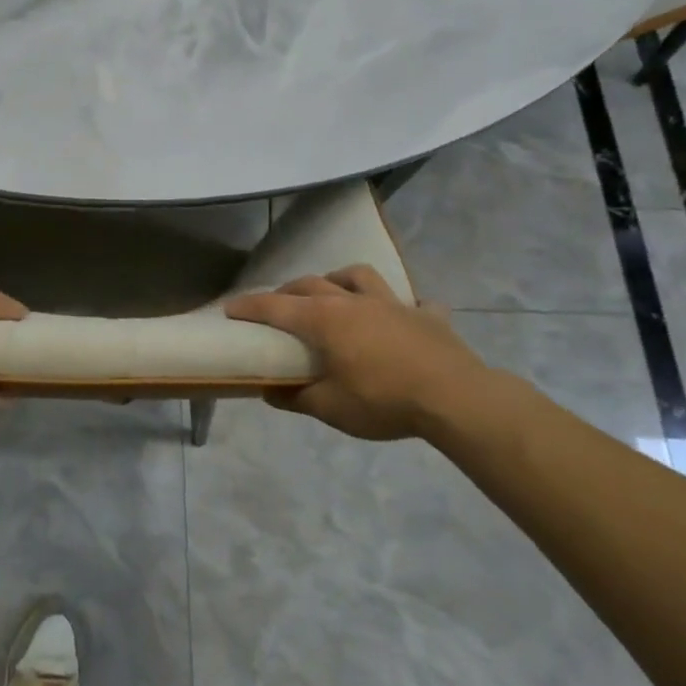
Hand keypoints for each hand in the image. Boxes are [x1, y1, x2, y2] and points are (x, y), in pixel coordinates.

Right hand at [224, 266, 486, 439]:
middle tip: (277, 303)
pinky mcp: (427, 316)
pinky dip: (405, 306)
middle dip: (288, 290)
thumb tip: (270, 392)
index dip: (250, 306)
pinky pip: (415, 303)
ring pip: (358, 276)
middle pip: (311, 284)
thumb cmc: (383, 401)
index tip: (231, 308)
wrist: (455, 398)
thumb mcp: (331, 409)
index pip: (276, 306)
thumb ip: (297, 398)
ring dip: (339, 279)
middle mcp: (353, 302)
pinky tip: (404, 316)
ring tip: (333, 291)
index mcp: (324, 320)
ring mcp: (392, 304)